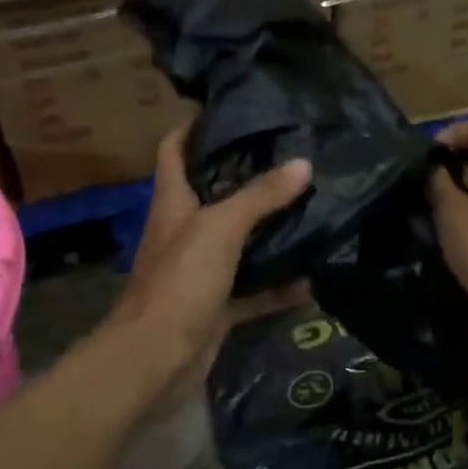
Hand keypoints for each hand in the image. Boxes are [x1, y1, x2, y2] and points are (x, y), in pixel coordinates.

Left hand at [105, 125, 312, 405]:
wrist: (155, 359)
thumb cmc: (180, 280)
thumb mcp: (220, 228)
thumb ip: (261, 196)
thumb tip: (303, 163)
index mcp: (173, 203)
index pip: (174, 151)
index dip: (193, 127)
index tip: (228, 109)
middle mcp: (184, 232)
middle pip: (213, 195)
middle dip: (246, 177)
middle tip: (290, 157)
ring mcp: (200, 271)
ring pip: (238, 244)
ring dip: (268, 232)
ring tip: (309, 207)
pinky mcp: (215, 307)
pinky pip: (253, 291)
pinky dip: (278, 287)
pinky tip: (312, 278)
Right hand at [428, 119, 467, 326]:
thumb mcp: (450, 208)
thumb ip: (438, 181)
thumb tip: (434, 168)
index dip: (455, 131)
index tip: (431, 152)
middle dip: (451, 159)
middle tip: (424, 176)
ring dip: (455, 185)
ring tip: (426, 201)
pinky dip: (464, 204)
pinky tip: (441, 223)